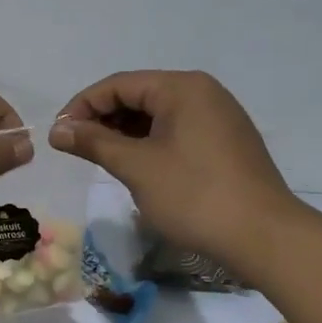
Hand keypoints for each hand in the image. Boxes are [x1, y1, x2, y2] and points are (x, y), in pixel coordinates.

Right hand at [50, 70, 298, 275]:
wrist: (265, 238)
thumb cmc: (194, 195)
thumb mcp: (136, 167)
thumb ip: (93, 142)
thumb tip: (57, 129)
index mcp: (182, 88)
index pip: (118, 84)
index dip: (82, 106)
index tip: (59, 134)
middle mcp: (202, 92)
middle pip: (138, 95)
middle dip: (103, 119)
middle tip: (76, 148)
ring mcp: (218, 117)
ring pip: (157, 115)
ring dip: (124, 133)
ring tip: (100, 158)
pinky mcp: (225, 142)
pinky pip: (176, 131)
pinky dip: (149, 143)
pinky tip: (135, 165)